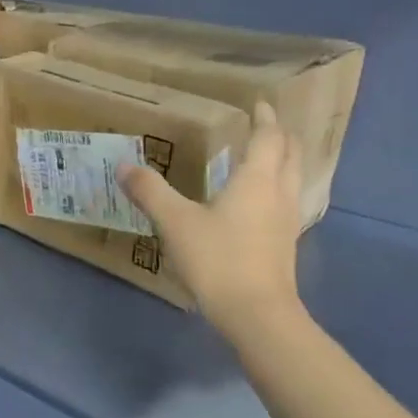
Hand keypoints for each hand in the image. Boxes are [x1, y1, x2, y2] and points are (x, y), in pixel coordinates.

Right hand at [119, 101, 306, 343]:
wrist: (255, 313)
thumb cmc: (218, 259)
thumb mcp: (175, 222)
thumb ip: (150, 192)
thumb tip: (124, 166)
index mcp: (257, 179)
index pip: (269, 137)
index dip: (264, 118)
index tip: (259, 104)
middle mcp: (279, 193)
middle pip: (291, 154)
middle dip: (281, 136)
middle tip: (265, 126)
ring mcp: (286, 220)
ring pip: (293, 179)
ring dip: (283, 162)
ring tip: (263, 158)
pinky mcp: (284, 244)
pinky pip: (286, 202)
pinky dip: (276, 189)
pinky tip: (257, 202)